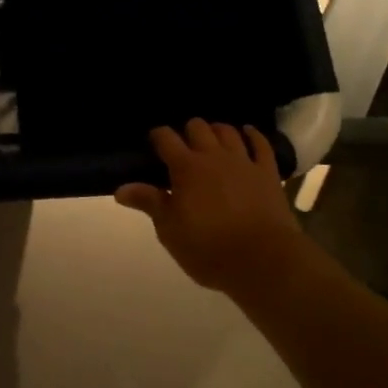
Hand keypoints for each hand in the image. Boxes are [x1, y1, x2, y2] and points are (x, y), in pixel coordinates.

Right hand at [115, 119, 303, 299]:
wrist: (262, 260)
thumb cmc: (208, 248)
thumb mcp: (170, 230)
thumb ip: (148, 203)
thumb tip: (120, 189)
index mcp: (185, 168)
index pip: (166, 138)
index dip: (157, 136)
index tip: (153, 142)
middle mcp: (213, 156)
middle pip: (198, 127)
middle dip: (187, 131)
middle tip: (183, 145)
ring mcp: (243, 162)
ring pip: (228, 131)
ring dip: (217, 130)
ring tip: (211, 138)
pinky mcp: (267, 173)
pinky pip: (261, 144)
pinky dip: (253, 135)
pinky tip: (247, 132)